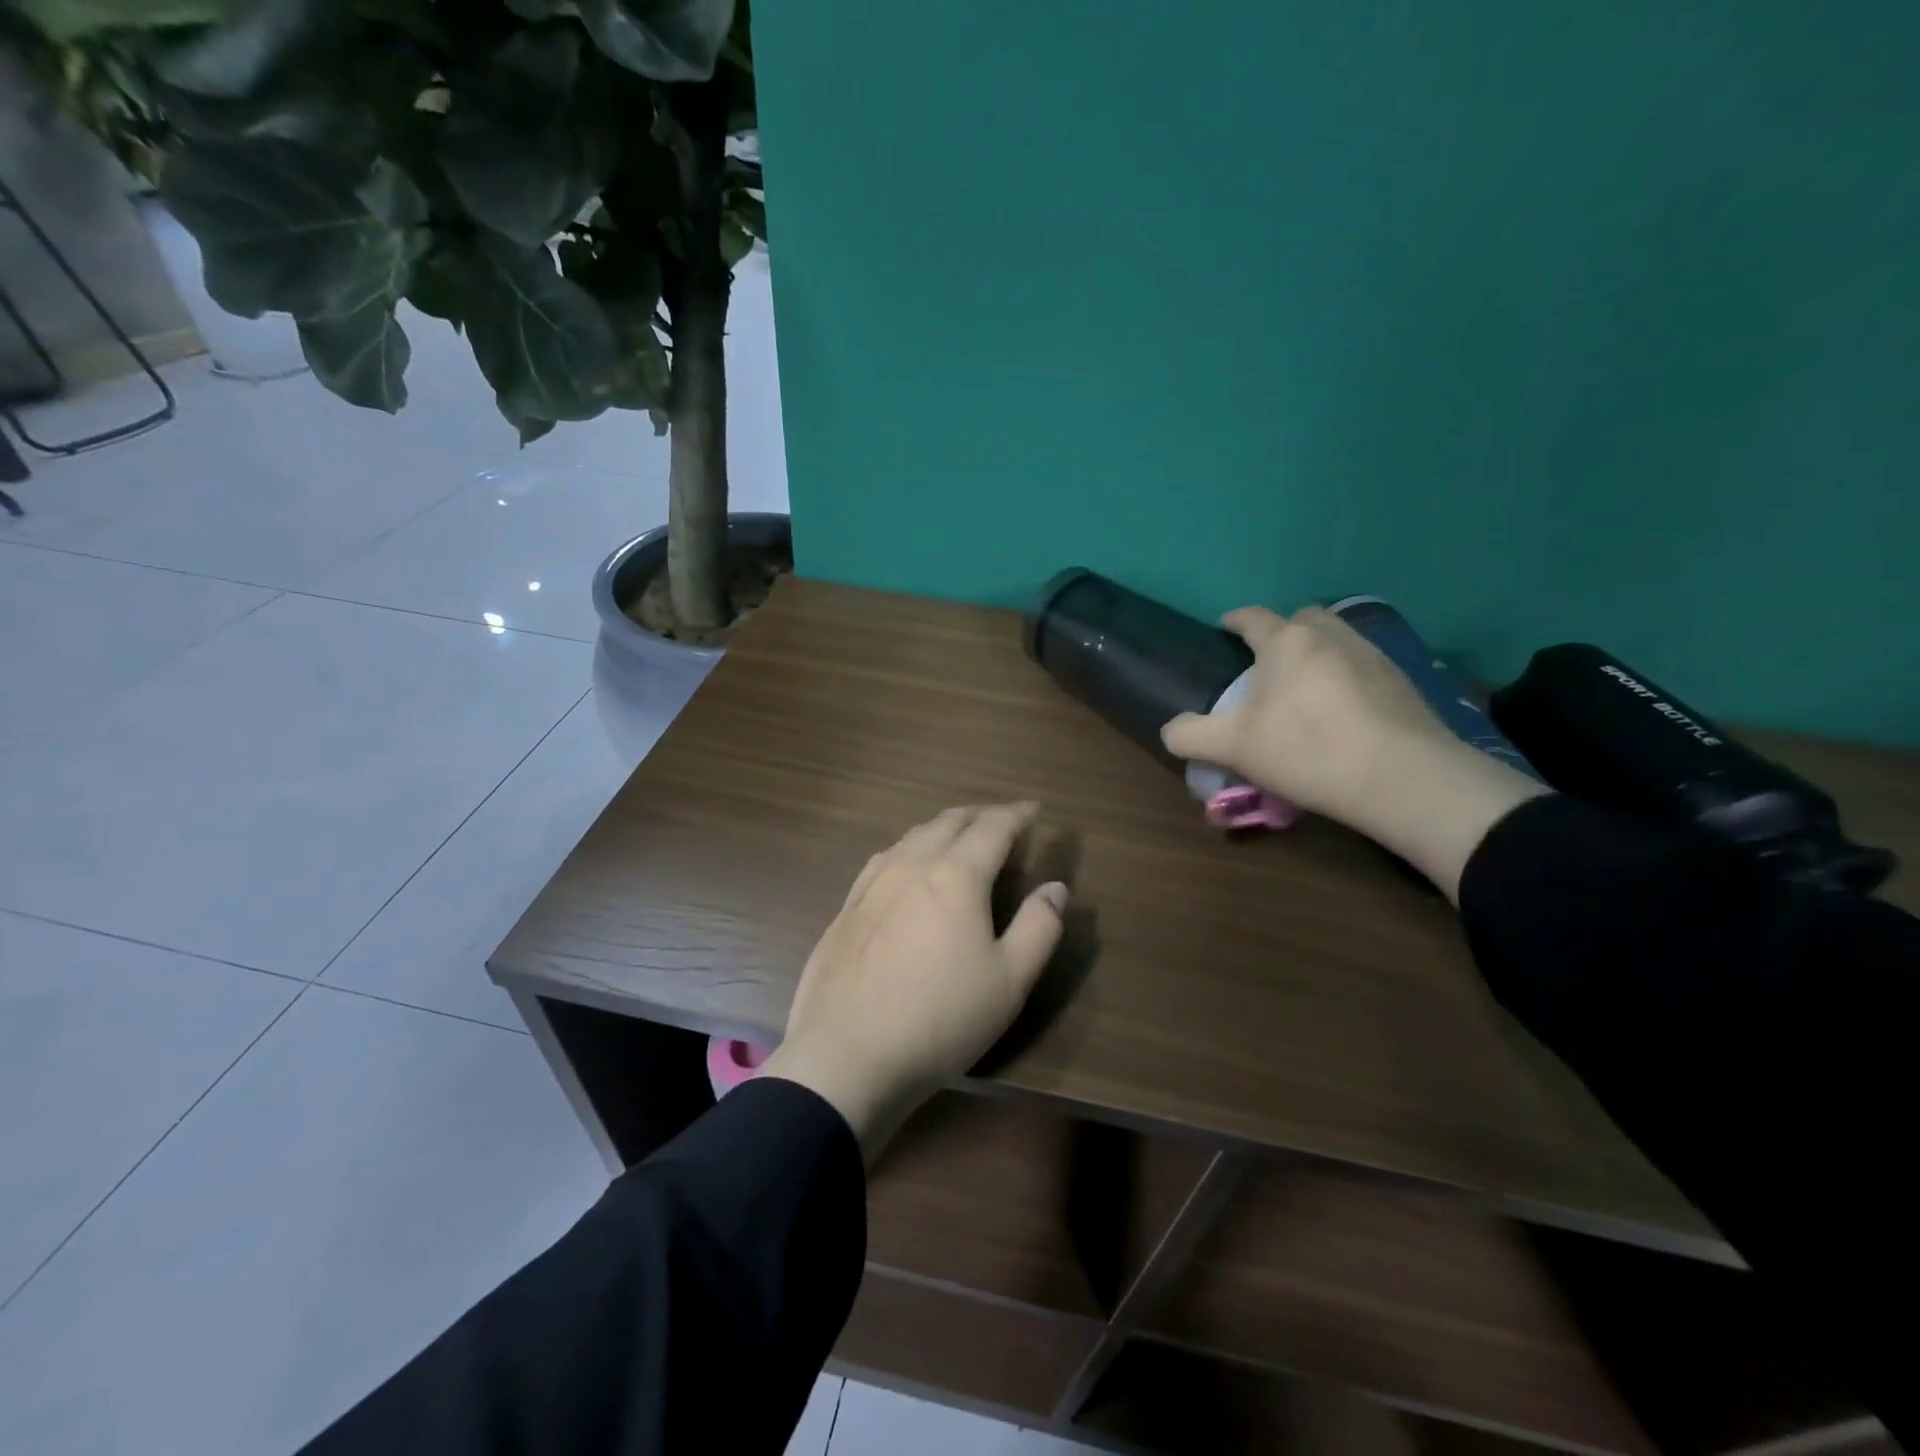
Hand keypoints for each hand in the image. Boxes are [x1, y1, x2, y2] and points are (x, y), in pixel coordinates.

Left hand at [760, 803, 1067, 1163]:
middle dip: (980, 815)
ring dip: (943, 827)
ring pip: (913, 835)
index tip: (1034, 809)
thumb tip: (1056, 888)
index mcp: (956, 876)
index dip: (1017, 814)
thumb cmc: (940, 1018)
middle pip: (950, 822)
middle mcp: (912, 865)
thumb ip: (1039, 929)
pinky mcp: (847, 907)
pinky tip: (907, 864)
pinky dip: (909, 847)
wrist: (846, 1055)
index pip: (993, 827)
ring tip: (959, 836)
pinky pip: (885, 857)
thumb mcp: (1009, 981)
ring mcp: (873, 884)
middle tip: (1002, 820)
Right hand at [1160, 607, 1546, 900]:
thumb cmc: (1307, 751)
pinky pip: (1362, 662)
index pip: (1252, 617)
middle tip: (1267, 665)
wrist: (1403, 778)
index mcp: (1285, 642)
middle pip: (1300, 618)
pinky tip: (1343, 708)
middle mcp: (1330, 635)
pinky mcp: (1403, 680)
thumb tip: (1171, 729)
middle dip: (1281, 632)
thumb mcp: (1233, 749)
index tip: (1223, 630)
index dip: (1233, 621)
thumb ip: (1191, 735)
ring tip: (1305, 686)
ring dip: (1316, 651)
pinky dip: (1346, 673)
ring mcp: (1372, 654)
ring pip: (1336, 637)